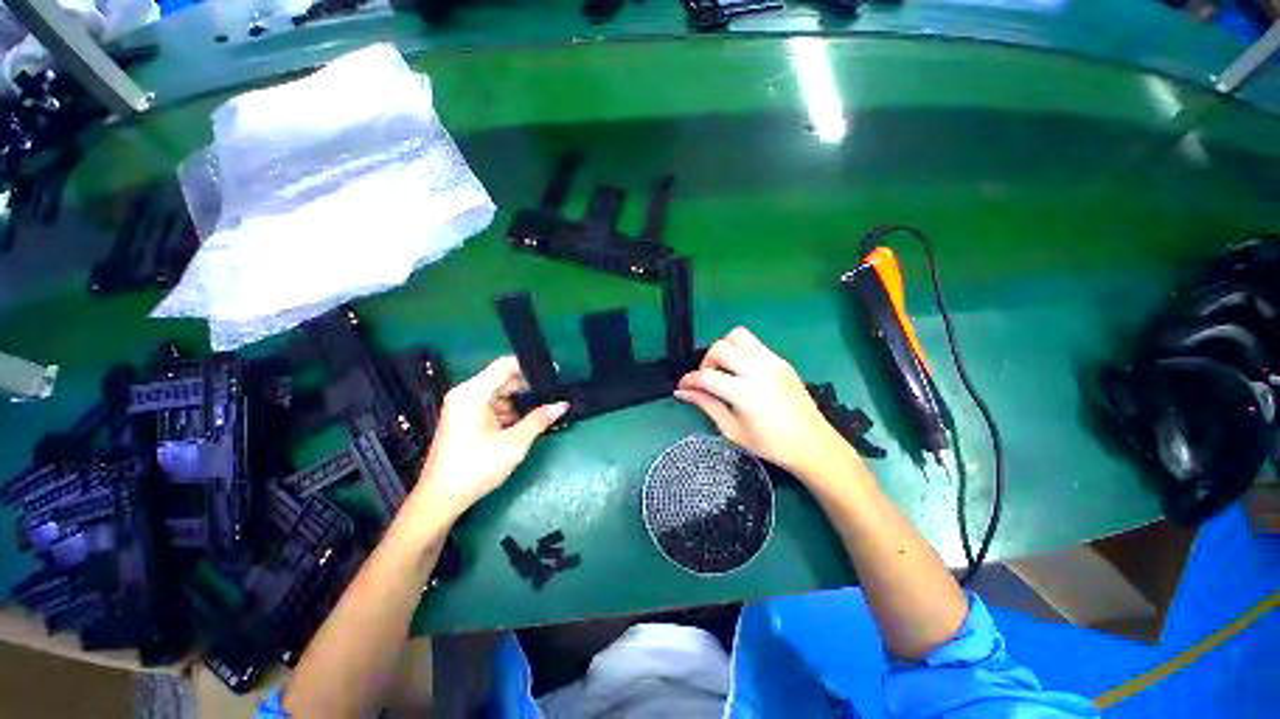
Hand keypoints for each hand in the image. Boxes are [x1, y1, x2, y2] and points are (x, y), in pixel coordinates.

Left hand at [415, 356, 567, 516]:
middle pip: (502, 380)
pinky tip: (525, 423)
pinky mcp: (464, 419)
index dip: (529, 366)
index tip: (554, 371)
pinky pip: (491, 406)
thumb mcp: (514, 444)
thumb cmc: (476, 468)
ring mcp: (463, 407)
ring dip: (520, 402)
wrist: (440, 499)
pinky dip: (508, 412)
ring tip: (544, 411)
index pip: (505, 365)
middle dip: (528, 387)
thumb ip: (539, 420)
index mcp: (473, 394)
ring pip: (499, 394)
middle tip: (553, 395)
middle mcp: (466, 394)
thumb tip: (562, 405)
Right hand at [675, 327, 851, 478]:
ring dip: (724, 349)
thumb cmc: (770, 444)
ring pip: (738, 335)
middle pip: (721, 347)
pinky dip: (740, 352)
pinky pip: (754, 344)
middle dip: (706, 361)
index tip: (683, 386)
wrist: (813, 444)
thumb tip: (683, 392)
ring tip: (724, 370)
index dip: (689, 380)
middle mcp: (759, 371)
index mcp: (746, 394)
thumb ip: (706, 405)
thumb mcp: (732, 430)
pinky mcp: (781, 360)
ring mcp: (773, 362)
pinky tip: (742, 372)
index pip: (707, 376)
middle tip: (707, 379)